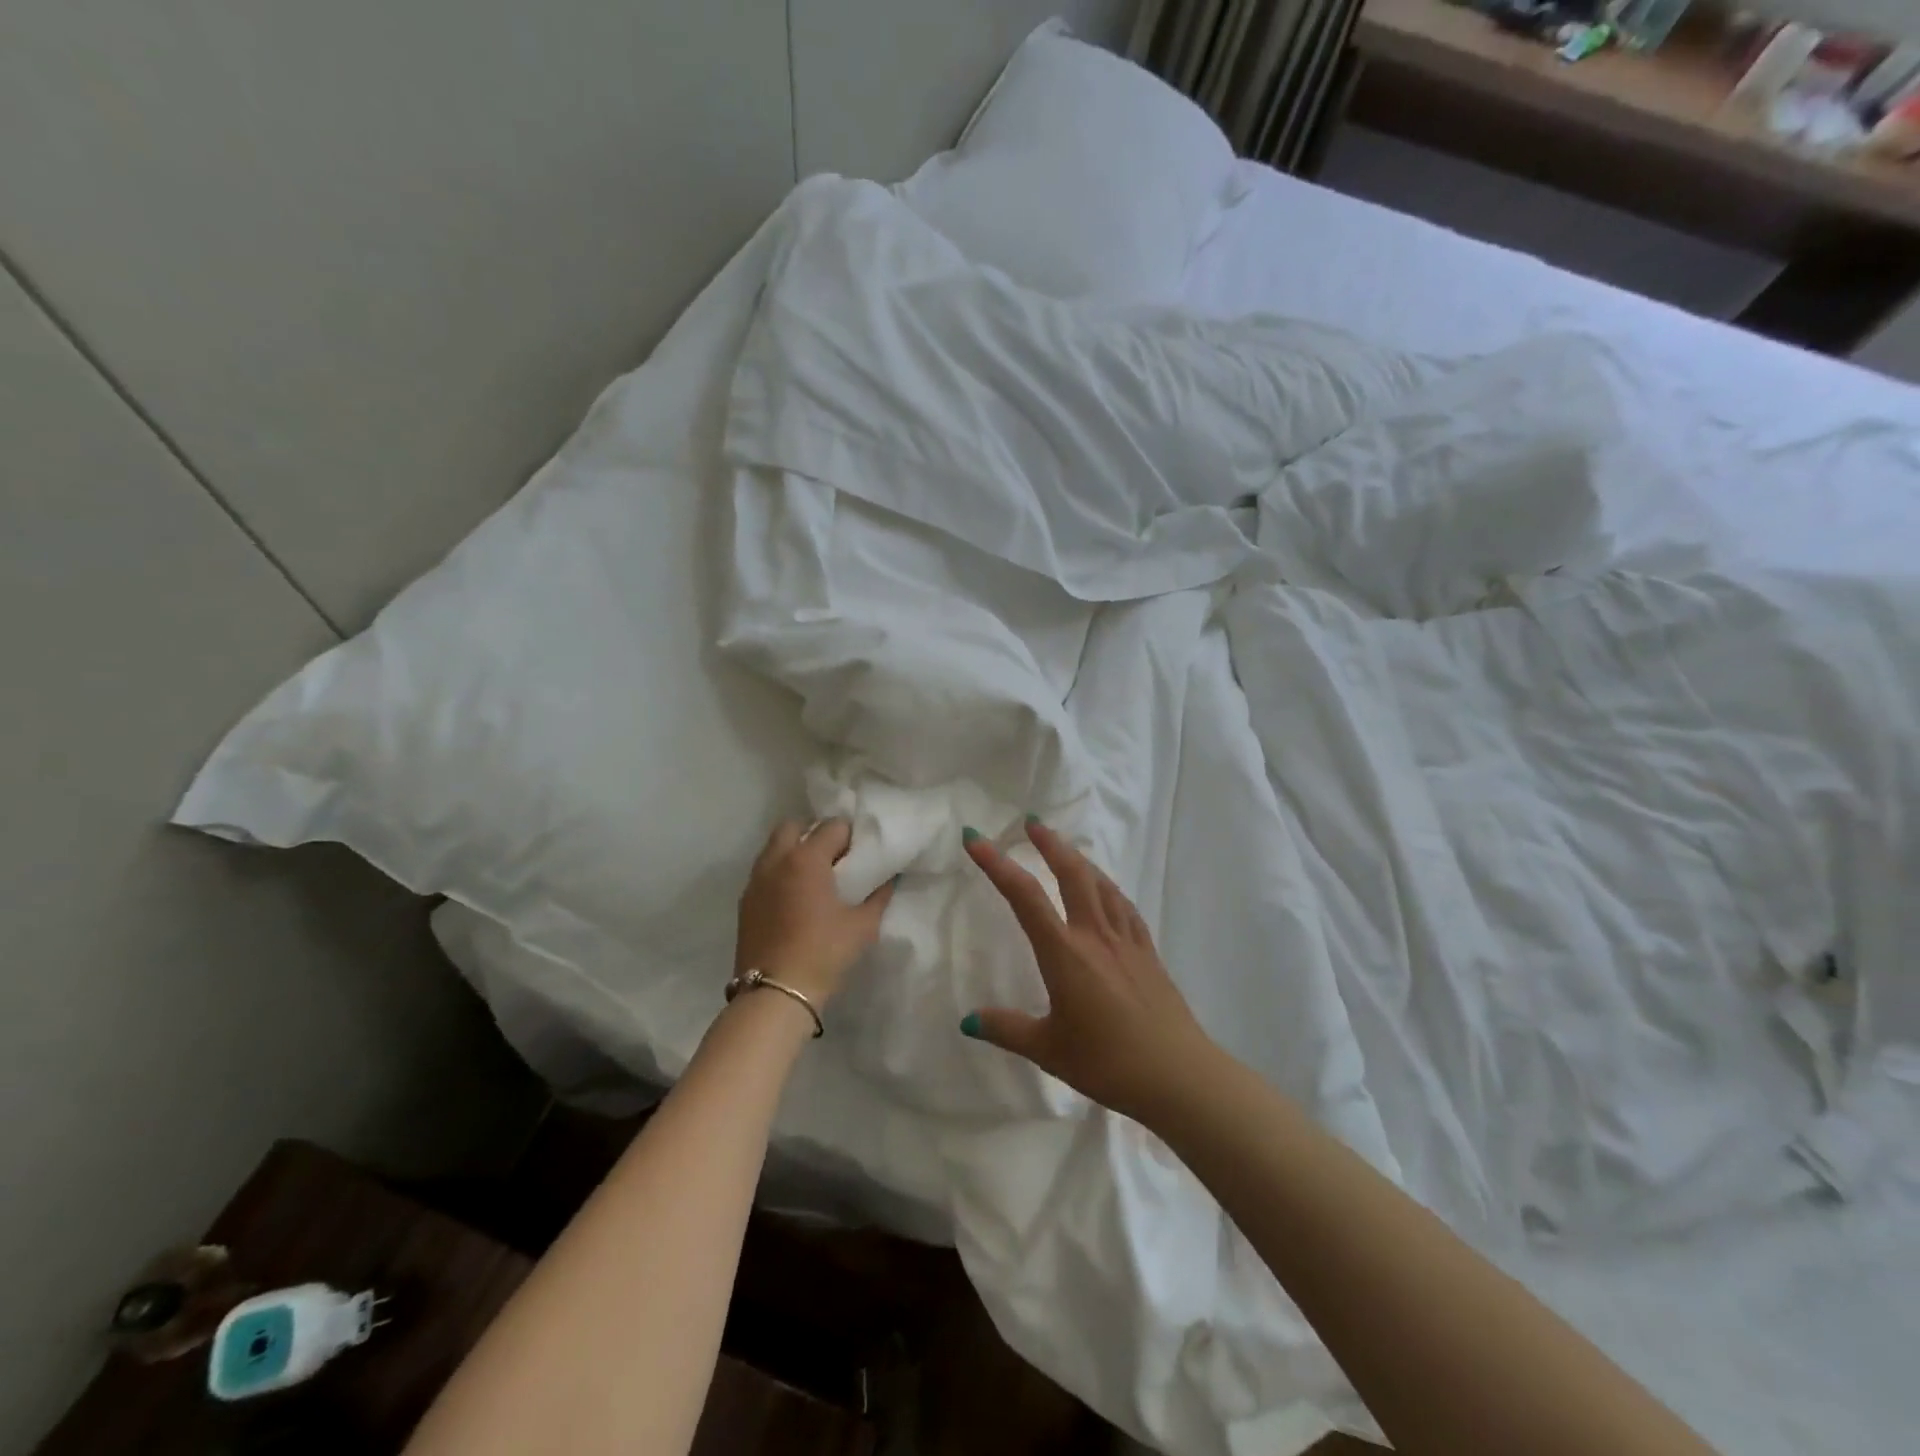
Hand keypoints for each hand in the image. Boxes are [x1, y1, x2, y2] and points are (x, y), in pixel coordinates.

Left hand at [734, 818, 892, 1010]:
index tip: (860, 854)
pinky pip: (764, 873)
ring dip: (793, 852)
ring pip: (774, 848)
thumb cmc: (824, 953)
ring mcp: (755, 881)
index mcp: (806, 859)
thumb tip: (890, 878)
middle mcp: (776, 861)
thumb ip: (879, 896)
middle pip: (793, 826)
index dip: (850, 836)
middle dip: (814, 834)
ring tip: (814, 878)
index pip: (832, 827)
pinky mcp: (745, 902)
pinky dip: (779, 873)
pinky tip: (795, 898)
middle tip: (834, 859)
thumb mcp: (863, 926)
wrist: (775, 994)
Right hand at [961, 819, 1212, 1123]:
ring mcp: (1126, 940)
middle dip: (1049, 844)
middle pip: (1071, 874)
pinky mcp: (1148, 952)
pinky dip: (1108, 888)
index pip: (1024, 897)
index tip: (976, 839)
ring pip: (1100, 884)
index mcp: (1064, 954)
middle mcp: (1095, 936)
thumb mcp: (1049, 1050)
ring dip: (1079, 859)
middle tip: (1032, 821)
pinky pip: (1124, 906)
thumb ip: (1007, 1029)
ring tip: (1065, 848)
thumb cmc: (1108, 1063)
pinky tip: (1107, 890)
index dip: (997, 864)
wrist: (1178, 1075)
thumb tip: (968, 1021)